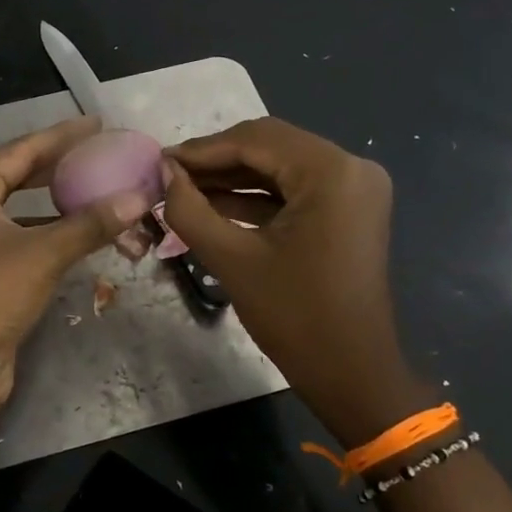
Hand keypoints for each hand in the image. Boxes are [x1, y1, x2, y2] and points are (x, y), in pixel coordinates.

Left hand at [0, 117, 152, 428]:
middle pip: (21, 178)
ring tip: (106, 193)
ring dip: (63, 208)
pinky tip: (88, 238)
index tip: (97, 125)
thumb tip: (138, 198)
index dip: (60, 137)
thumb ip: (89, 224)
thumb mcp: (40, 253)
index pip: (21, 151)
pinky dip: (57, 239)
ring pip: (27, 215)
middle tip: (105, 156)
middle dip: (62, 168)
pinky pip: (29, 246)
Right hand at [162, 117, 430, 447]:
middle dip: (216, 161)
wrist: (351, 371)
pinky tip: (212, 205)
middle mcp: (350, 168)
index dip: (202, 149)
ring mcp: (353, 189)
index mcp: (331, 172)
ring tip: (182, 189)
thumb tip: (164, 174)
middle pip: (270, 147)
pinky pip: (294, 191)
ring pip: (280, 167)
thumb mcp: (232, 260)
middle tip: (168, 175)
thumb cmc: (294, 316)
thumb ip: (190, 210)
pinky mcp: (347, 211)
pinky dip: (255, 197)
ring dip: (232, 178)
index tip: (159, 161)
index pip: (256, 140)